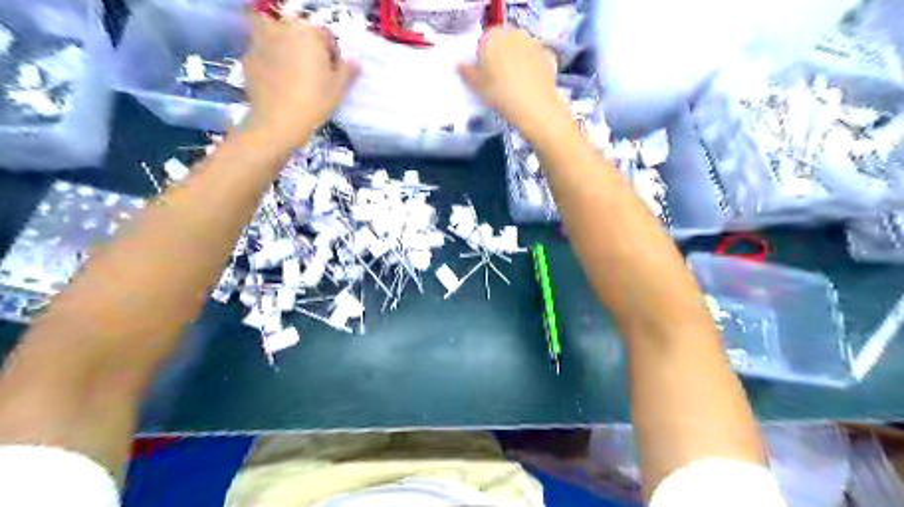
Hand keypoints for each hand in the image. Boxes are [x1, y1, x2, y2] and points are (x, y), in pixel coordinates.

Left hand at [242, 15, 357, 143]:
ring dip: (288, 55)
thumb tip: (354, 61)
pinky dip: (272, 66)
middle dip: (307, 52)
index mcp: (307, 32)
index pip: (325, 37)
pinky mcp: (247, 59)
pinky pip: (265, 57)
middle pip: (300, 36)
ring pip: (280, 44)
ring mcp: (259, 42)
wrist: (277, 123)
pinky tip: (279, 87)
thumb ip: (347, 70)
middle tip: (315, 77)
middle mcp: (281, 29)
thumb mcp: (338, 88)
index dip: (332, 56)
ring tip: (295, 82)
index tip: (333, 75)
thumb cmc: (314, 102)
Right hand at [460, 28, 563, 140]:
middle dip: (500, 57)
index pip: (483, 42)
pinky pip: (535, 61)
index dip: (482, 58)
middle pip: (503, 43)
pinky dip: (532, 69)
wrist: (534, 107)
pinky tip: (529, 86)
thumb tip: (460, 64)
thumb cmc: (499, 93)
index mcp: (494, 36)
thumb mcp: (476, 86)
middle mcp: (515, 34)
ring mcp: (534, 43)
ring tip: (514, 85)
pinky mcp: (548, 56)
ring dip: (516, 62)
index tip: (483, 75)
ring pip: (520, 51)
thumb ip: (466, 72)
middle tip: (497, 81)